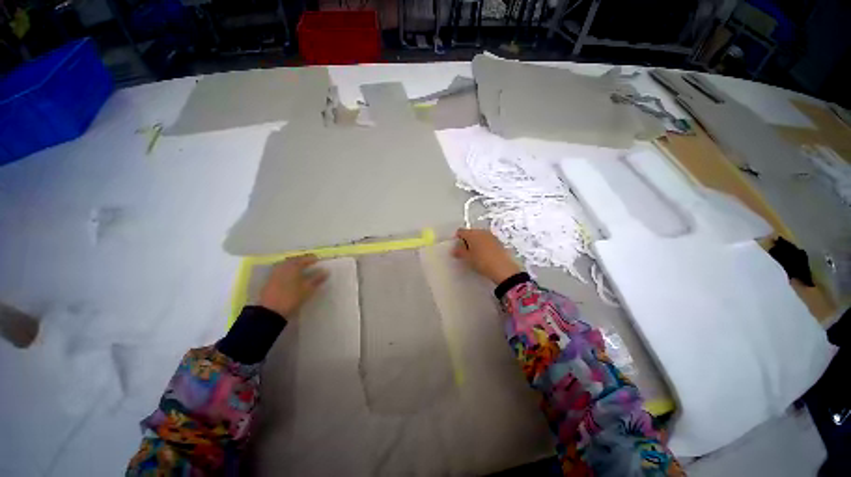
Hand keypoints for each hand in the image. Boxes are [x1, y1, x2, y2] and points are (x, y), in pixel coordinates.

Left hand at [259, 255, 328, 316]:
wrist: (270, 311)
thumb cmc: (292, 297)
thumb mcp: (307, 288)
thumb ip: (317, 279)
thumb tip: (326, 271)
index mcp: (293, 266)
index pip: (303, 259)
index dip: (311, 259)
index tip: (318, 260)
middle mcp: (283, 267)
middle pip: (293, 260)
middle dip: (301, 261)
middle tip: (309, 263)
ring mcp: (275, 273)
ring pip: (286, 265)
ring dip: (294, 265)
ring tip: (301, 269)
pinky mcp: (270, 281)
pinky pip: (281, 271)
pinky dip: (287, 271)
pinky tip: (291, 276)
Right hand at [452, 228, 520, 284]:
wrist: (502, 268)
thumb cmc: (482, 262)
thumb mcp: (467, 258)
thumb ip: (459, 252)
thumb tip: (455, 250)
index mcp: (472, 233)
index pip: (461, 231)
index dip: (457, 238)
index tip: (456, 247)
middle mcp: (482, 231)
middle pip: (471, 232)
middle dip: (467, 240)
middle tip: (464, 251)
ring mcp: (491, 235)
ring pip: (479, 236)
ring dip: (476, 242)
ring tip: (474, 254)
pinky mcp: (498, 241)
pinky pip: (487, 240)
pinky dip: (483, 244)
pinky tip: (484, 254)